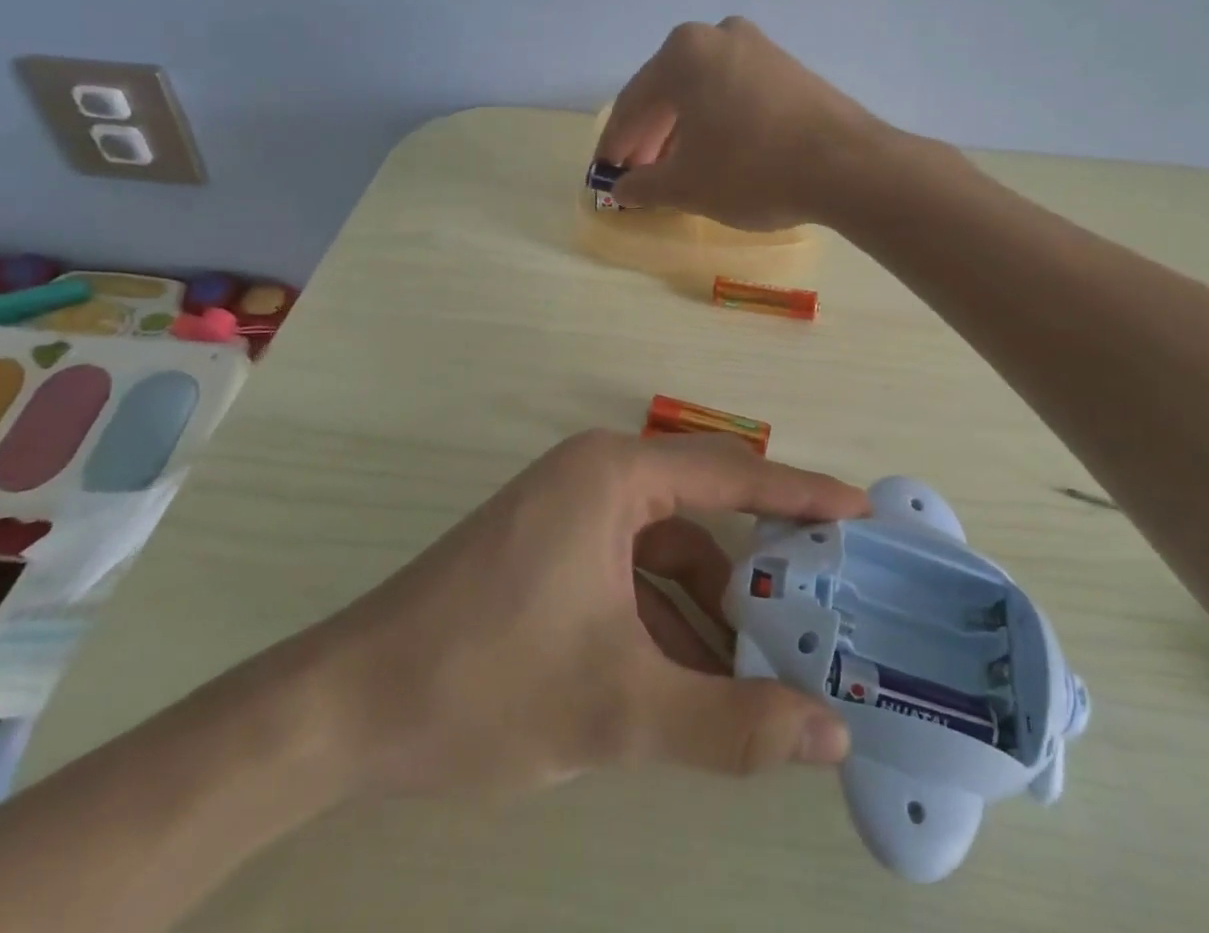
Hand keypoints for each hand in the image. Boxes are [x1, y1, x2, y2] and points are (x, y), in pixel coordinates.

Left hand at [310, 430, 869, 798]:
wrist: (346, 707)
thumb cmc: (486, 682)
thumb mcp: (619, 709)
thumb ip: (732, 725)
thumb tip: (833, 734)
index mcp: (614, 476)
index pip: (732, 475)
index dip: (802, 494)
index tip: (862, 511)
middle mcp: (595, 477)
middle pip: (702, 515)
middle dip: (759, 569)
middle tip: (826, 609)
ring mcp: (568, 513)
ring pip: (665, 555)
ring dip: (710, 611)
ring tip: (764, 674)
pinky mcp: (549, 552)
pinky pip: (629, 575)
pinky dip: (665, 622)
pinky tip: (691, 681)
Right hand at [596, 16, 885, 229]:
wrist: (847, 166)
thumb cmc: (751, 169)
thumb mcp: (686, 185)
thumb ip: (645, 185)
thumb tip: (625, 188)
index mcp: (683, 53)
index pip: (633, 104)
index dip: (616, 144)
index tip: (606, 173)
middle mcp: (718, 35)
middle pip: (669, 92)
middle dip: (650, 136)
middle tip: (639, 174)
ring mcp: (759, 47)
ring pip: (703, 91)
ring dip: (683, 130)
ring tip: (676, 168)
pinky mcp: (789, 68)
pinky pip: (736, 93)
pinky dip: (718, 121)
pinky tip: (717, 152)